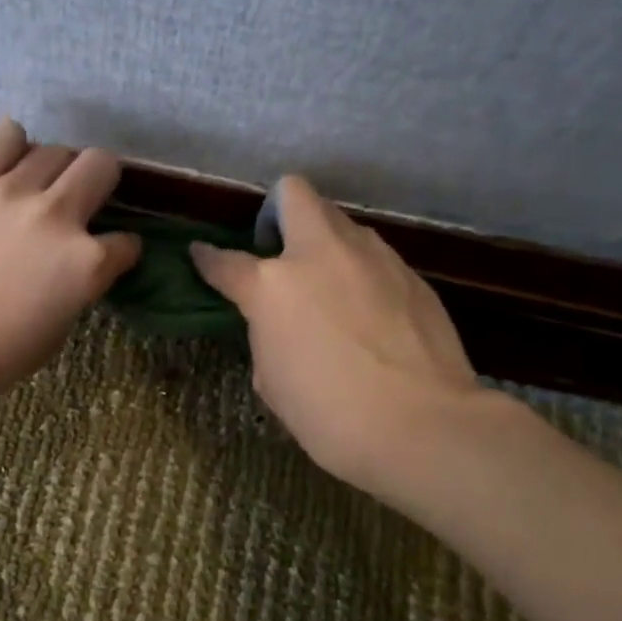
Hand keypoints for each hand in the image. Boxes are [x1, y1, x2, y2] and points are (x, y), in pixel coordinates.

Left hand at [0, 118, 140, 408]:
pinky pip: (5, 136)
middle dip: (100, 184)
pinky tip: (7, 165)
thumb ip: (77, 288)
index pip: (126, 243)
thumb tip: (77, 266)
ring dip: (56, 170)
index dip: (121, 251)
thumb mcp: (55, 332)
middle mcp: (57, 215)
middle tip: (80, 203)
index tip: (110, 256)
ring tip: (38, 188)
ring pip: (55, 149)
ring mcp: (12, 191)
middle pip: (101, 165)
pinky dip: (13, 146)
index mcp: (85, 263)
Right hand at [190, 177, 486, 492]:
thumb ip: (267, 335)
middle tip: (279, 250)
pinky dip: (360, 272)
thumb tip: (280, 323)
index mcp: (272, 285)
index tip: (201, 254)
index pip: (225, 261)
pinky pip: (375, 256)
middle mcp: (321, 254)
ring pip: (341, 222)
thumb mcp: (271, 379)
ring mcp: (373, 257)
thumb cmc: (327, 413)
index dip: (207, 257)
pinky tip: (368, 312)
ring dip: (325, 242)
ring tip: (329, 285)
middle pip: (295, 195)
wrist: (420, 425)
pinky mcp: (412, 274)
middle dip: (278, 209)